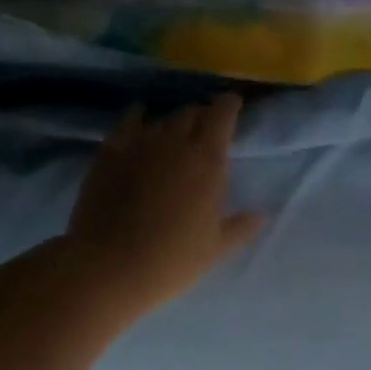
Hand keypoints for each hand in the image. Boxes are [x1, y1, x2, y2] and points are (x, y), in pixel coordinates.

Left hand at [66, 93, 265, 317]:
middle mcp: (175, 142)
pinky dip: (137, 117)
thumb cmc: (172, 260)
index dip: (229, 105)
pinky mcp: (109, 151)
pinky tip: (139, 119)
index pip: (222, 115)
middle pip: (191, 113)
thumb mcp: (216, 248)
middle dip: (202, 115)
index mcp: (208, 161)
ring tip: (174, 131)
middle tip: (205, 126)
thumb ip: (241, 227)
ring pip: (162, 119)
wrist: (110, 266)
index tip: (233, 103)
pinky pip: (128, 123)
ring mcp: (139, 143)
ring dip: (172, 122)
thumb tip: (261, 214)